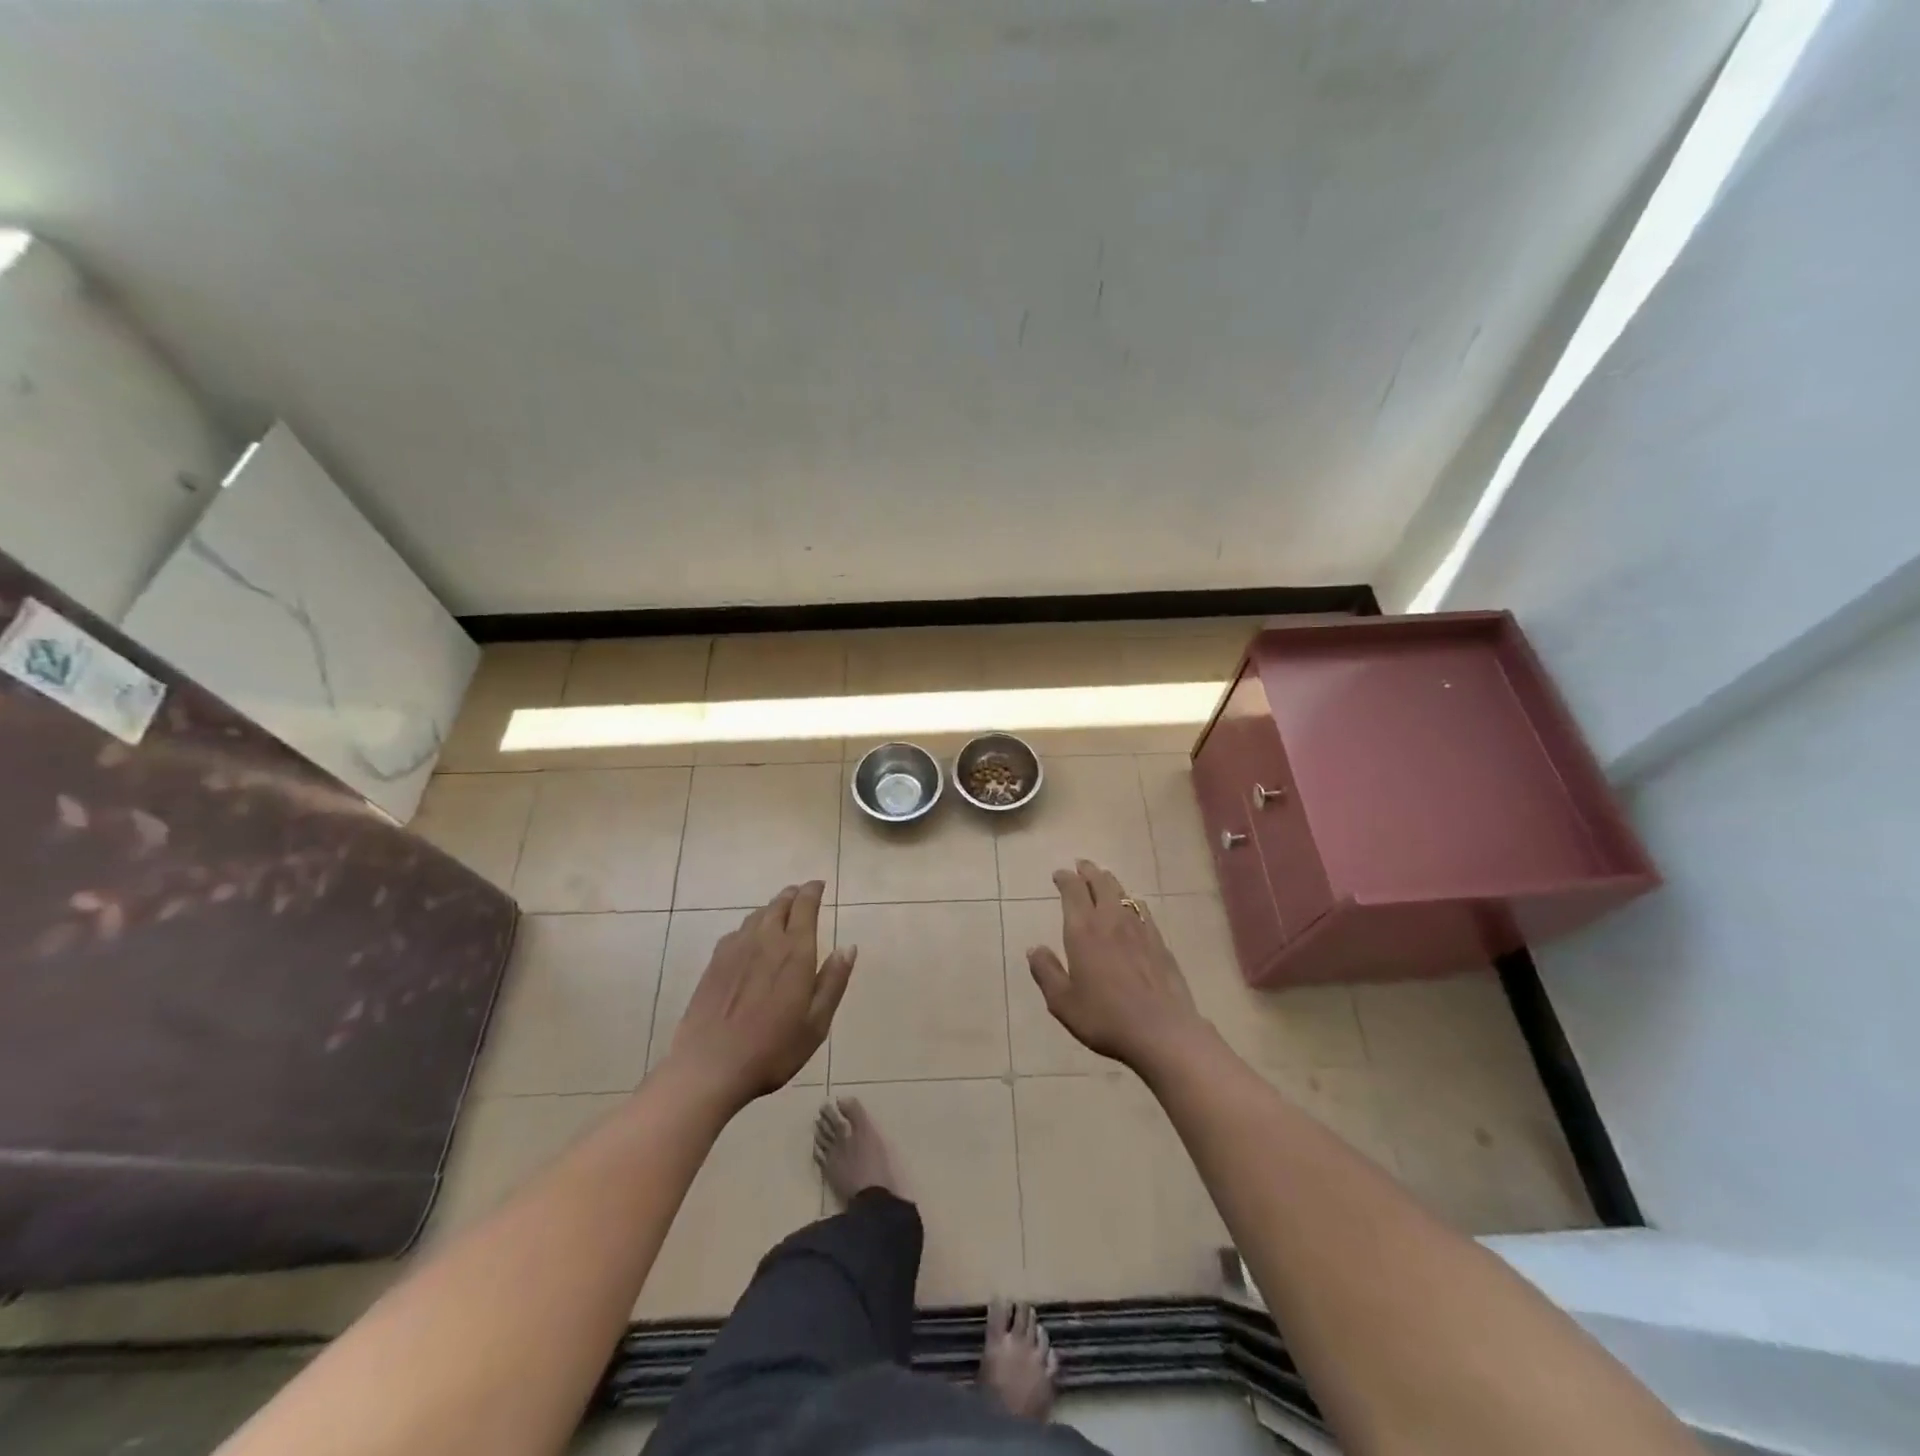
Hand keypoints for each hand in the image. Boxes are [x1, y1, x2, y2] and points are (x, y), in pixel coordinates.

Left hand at [666, 881, 855, 1109]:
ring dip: (772, 908)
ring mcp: (735, 950)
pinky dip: (751, 925)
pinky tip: (751, 938)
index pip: (805, 906)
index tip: (819, 885)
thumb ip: (833, 981)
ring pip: (757, 915)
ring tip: (780, 911)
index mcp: (795, 951)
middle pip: (779, 904)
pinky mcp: (714, 964)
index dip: (813, 891)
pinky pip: (737, 931)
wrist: (709, 1067)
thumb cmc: (773, 1049)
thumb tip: (848, 947)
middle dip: (793, 895)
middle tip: (802, 894)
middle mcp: (766, 940)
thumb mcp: (816, 1023)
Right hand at [1027, 859, 1211, 1074]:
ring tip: (1103, 879)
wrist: (1162, 1032)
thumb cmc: (1105, 1018)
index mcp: (1083, 931)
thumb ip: (1046, 972)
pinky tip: (1132, 908)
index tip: (1059, 874)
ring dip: (1110, 882)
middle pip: (1101, 883)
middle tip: (1081, 865)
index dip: (1065, 878)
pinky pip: (1142, 910)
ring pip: (1122, 893)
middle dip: (1088, 871)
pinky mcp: (1159, 942)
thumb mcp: (1063, 1002)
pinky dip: (1131, 901)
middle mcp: (1111, 920)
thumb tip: (1034, 948)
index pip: (1073, 891)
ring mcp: (1139, 929)